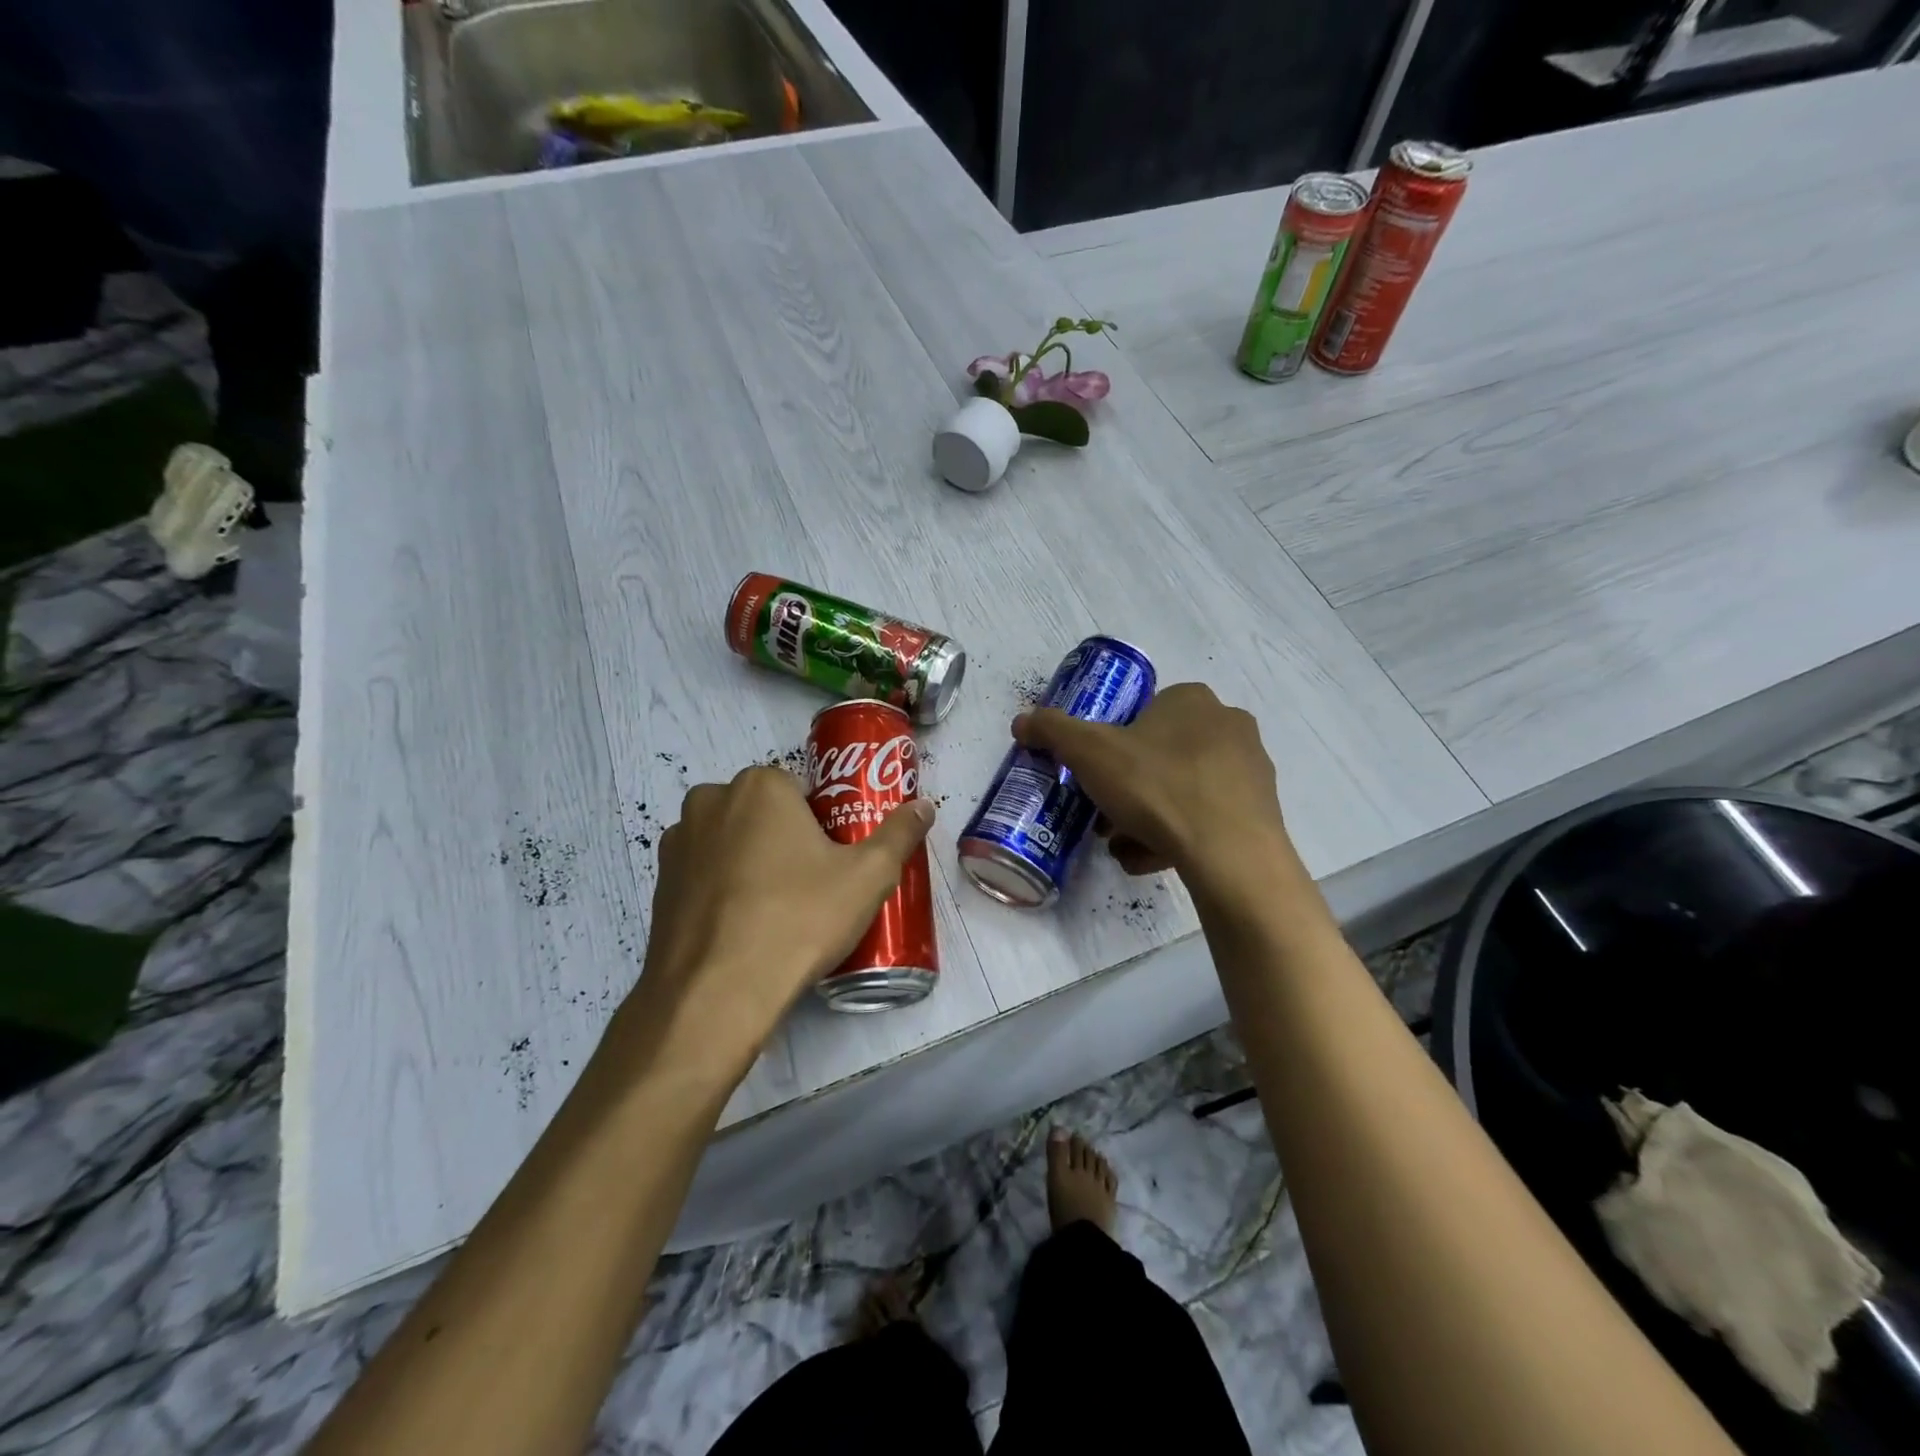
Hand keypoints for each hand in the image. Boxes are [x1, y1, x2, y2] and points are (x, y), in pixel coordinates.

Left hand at [610, 767, 933, 1089]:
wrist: (716, 995)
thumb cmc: (799, 920)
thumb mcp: (867, 878)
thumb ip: (899, 834)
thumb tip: (924, 806)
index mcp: (760, 786)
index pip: (801, 789)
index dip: (822, 823)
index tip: (833, 860)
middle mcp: (710, 800)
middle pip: (763, 811)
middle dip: (784, 838)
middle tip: (810, 885)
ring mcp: (677, 843)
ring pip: (730, 840)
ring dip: (750, 860)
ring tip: (776, 910)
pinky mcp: (658, 884)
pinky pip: (703, 873)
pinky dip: (722, 889)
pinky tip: (742, 928)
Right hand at [1013, 683, 1293, 892]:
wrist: (1229, 854)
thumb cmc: (1156, 787)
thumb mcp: (1089, 753)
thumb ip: (1053, 731)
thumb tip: (1022, 721)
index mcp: (1191, 700)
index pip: (1142, 714)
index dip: (1112, 747)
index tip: (1096, 778)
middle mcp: (1228, 725)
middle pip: (1159, 756)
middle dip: (1127, 789)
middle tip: (1105, 818)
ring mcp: (1249, 770)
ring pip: (1181, 790)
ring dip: (1147, 817)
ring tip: (1125, 847)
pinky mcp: (1259, 812)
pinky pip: (1206, 818)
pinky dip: (1177, 836)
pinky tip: (1154, 860)